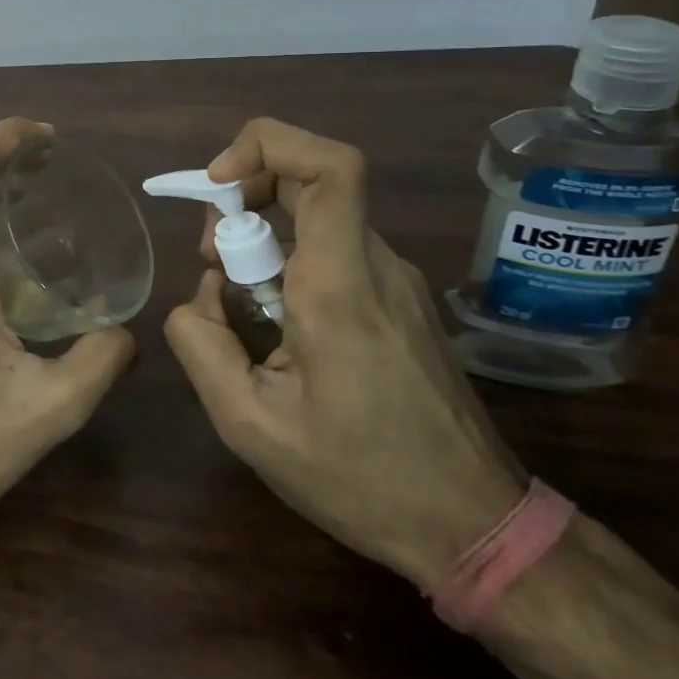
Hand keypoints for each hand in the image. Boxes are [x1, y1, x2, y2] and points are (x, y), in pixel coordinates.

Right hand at [165, 117, 522, 588]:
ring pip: (317, 218)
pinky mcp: (400, 302)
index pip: (329, 166)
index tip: (218, 184)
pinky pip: (333, 251)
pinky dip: (288, 263)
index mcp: (341, 286)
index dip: (266, 146)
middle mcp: (376, 267)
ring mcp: (395, 282)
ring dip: (262, 237)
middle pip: (311, 182)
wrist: (480, 532)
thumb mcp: (250, 425)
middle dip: (244, 200)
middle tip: (213, 260)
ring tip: (239, 307)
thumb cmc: (363, 480)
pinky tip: (277, 328)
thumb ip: (200, 344)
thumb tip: (199, 297)